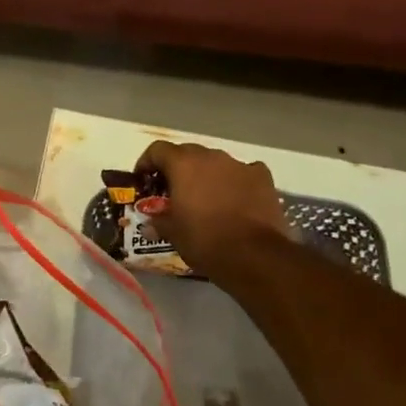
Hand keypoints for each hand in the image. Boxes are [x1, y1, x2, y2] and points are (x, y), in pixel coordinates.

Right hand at [136, 141, 291, 277]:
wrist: (255, 256)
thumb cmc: (205, 241)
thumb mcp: (173, 233)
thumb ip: (159, 221)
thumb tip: (150, 222)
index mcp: (183, 165)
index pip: (158, 150)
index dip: (147, 162)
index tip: (143, 179)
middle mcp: (210, 157)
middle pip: (187, 153)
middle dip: (177, 168)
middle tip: (173, 190)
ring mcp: (239, 165)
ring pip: (216, 162)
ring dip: (207, 174)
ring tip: (206, 197)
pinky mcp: (262, 177)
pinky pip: (243, 172)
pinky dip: (236, 181)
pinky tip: (236, 199)